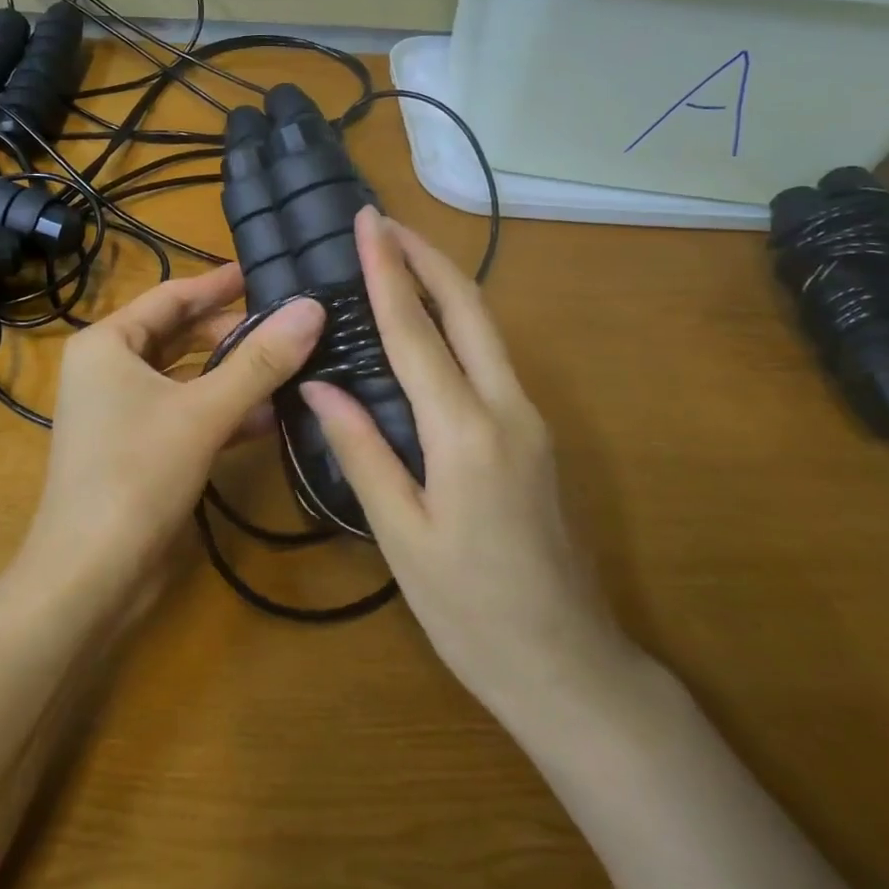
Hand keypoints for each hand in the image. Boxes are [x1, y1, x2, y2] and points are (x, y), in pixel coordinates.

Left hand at [19, 264, 325, 609]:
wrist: (90, 576)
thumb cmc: (137, 474)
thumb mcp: (204, 412)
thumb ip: (260, 361)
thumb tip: (313, 309)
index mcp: (107, 344)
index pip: (171, 296)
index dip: (219, 284)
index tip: (264, 273)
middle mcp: (108, 369)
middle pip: (180, 335)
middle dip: (233, 332)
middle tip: (290, 325)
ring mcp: (122, 411)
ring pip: (187, 377)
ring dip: (234, 374)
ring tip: (292, 364)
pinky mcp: (139, 448)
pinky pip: (187, 413)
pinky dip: (223, 411)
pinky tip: (271, 416)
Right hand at [300, 210, 635, 718]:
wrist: (568, 667)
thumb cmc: (471, 610)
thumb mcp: (401, 535)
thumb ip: (362, 450)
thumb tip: (319, 384)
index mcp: (466, 432)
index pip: (417, 332)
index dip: (387, 272)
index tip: (367, 223)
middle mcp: (507, 409)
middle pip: (469, 309)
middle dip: (426, 256)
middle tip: (383, 221)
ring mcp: (531, 420)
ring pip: (486, 330)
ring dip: (443, 284)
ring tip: (397, 258)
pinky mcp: (534, 436)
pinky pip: (490, 360)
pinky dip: (455, 324)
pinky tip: (426, 326)